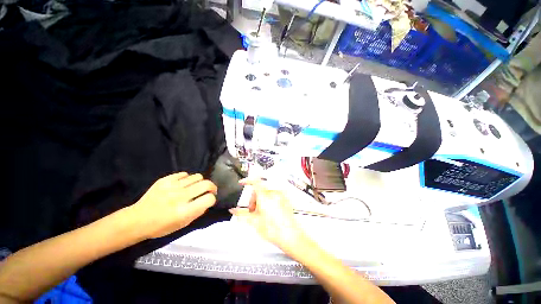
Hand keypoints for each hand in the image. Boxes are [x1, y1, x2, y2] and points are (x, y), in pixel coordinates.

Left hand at [128, 172, 216, 238]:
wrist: (137, 220)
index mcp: (184, 211)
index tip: (209, 200)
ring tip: (195, 187)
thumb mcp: (183, 225)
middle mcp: (180, 197)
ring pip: (197, 176)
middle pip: (206, 184)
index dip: (212, 199)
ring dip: (200, 182)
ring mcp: (172, 187)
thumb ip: (198, 212)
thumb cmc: (161, 227)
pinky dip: (187, 178)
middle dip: (212, 187)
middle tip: (209, 190)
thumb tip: (207, 201)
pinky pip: (184, 174)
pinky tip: (183, 184)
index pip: (209, 199)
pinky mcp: (164, 180)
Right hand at [229, 179, 305, 249]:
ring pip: (266, 193)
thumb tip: (233, 210)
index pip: (255, 181)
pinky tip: (270, 211)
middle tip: (252, 210)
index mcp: (264, 196)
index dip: (247, 180)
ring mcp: (281, 195)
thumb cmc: (274, 229)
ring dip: (261, 200)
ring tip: (261, 213)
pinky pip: (274, 195)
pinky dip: (269, 200)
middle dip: (254, 198)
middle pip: (260, 189)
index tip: (242, 182)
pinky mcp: (285, 198)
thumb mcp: (254, 222)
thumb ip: (241, 214)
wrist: (291, 236)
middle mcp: (273, 192)